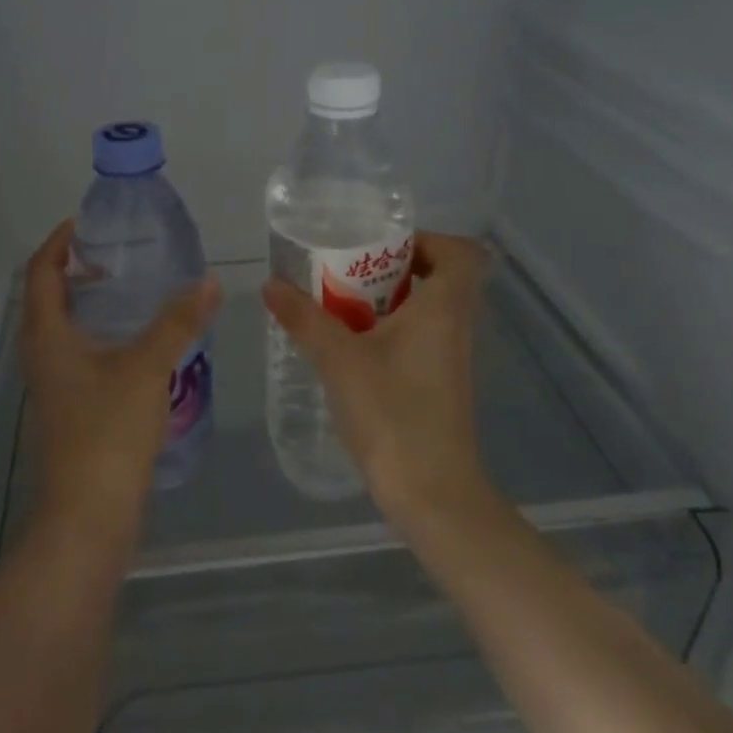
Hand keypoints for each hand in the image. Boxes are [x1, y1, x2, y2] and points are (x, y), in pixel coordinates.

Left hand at [20, 221, 220, 524]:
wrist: (88, 514)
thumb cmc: (108, 432)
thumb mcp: (147, 368)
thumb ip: (178, 322)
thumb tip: (209, 281)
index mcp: (47, 336)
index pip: (40, 272)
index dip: (58, 243)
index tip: (87, 224)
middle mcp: (41, 356)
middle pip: (47, 298)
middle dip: (75, 270)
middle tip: (116, 255)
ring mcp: (53, 386)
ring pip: (63, 330)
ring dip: (88, 304)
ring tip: (131, 292)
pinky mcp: (70, 409)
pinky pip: (78, 356)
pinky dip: (100, 336)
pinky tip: (137, 345)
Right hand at [262, 233, 493, 520]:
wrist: (430, 492)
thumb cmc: (392, 413)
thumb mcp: (338, 360)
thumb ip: (304, 318)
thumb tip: (271, 284)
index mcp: (444, 308)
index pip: (461, 252)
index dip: (427, 240)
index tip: (382, 249)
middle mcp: (455, 326)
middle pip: (439, 277)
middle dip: (393, 269)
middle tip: (348, 273)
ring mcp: (450, 358)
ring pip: (427, 310)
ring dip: (387, 302)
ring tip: (339, 307)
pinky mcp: (440, 384)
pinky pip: (419, 339)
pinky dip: (389, 332)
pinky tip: (349, 349)